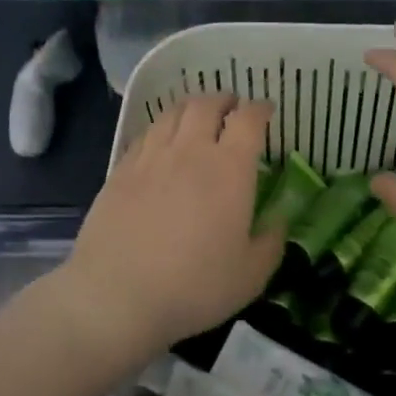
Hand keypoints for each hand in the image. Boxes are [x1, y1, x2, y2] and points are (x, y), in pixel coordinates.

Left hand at [61, 94, 284, 354]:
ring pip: (172, 113)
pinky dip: (161, 129)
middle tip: (232, 108)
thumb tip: (278, 220)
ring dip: (191, 108)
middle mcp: (190, 150)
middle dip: (224, 100)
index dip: (260, 109)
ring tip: (197, 117)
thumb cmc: (194, 286)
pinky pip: (145, 135)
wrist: (117, 296)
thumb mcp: (251, 274)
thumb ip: (271, 241)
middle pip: (207, 104)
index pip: (249, 119)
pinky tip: (161, 143)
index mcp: (230, 168)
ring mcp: (151, 158)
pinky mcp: (120, 171)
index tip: (266, 112)